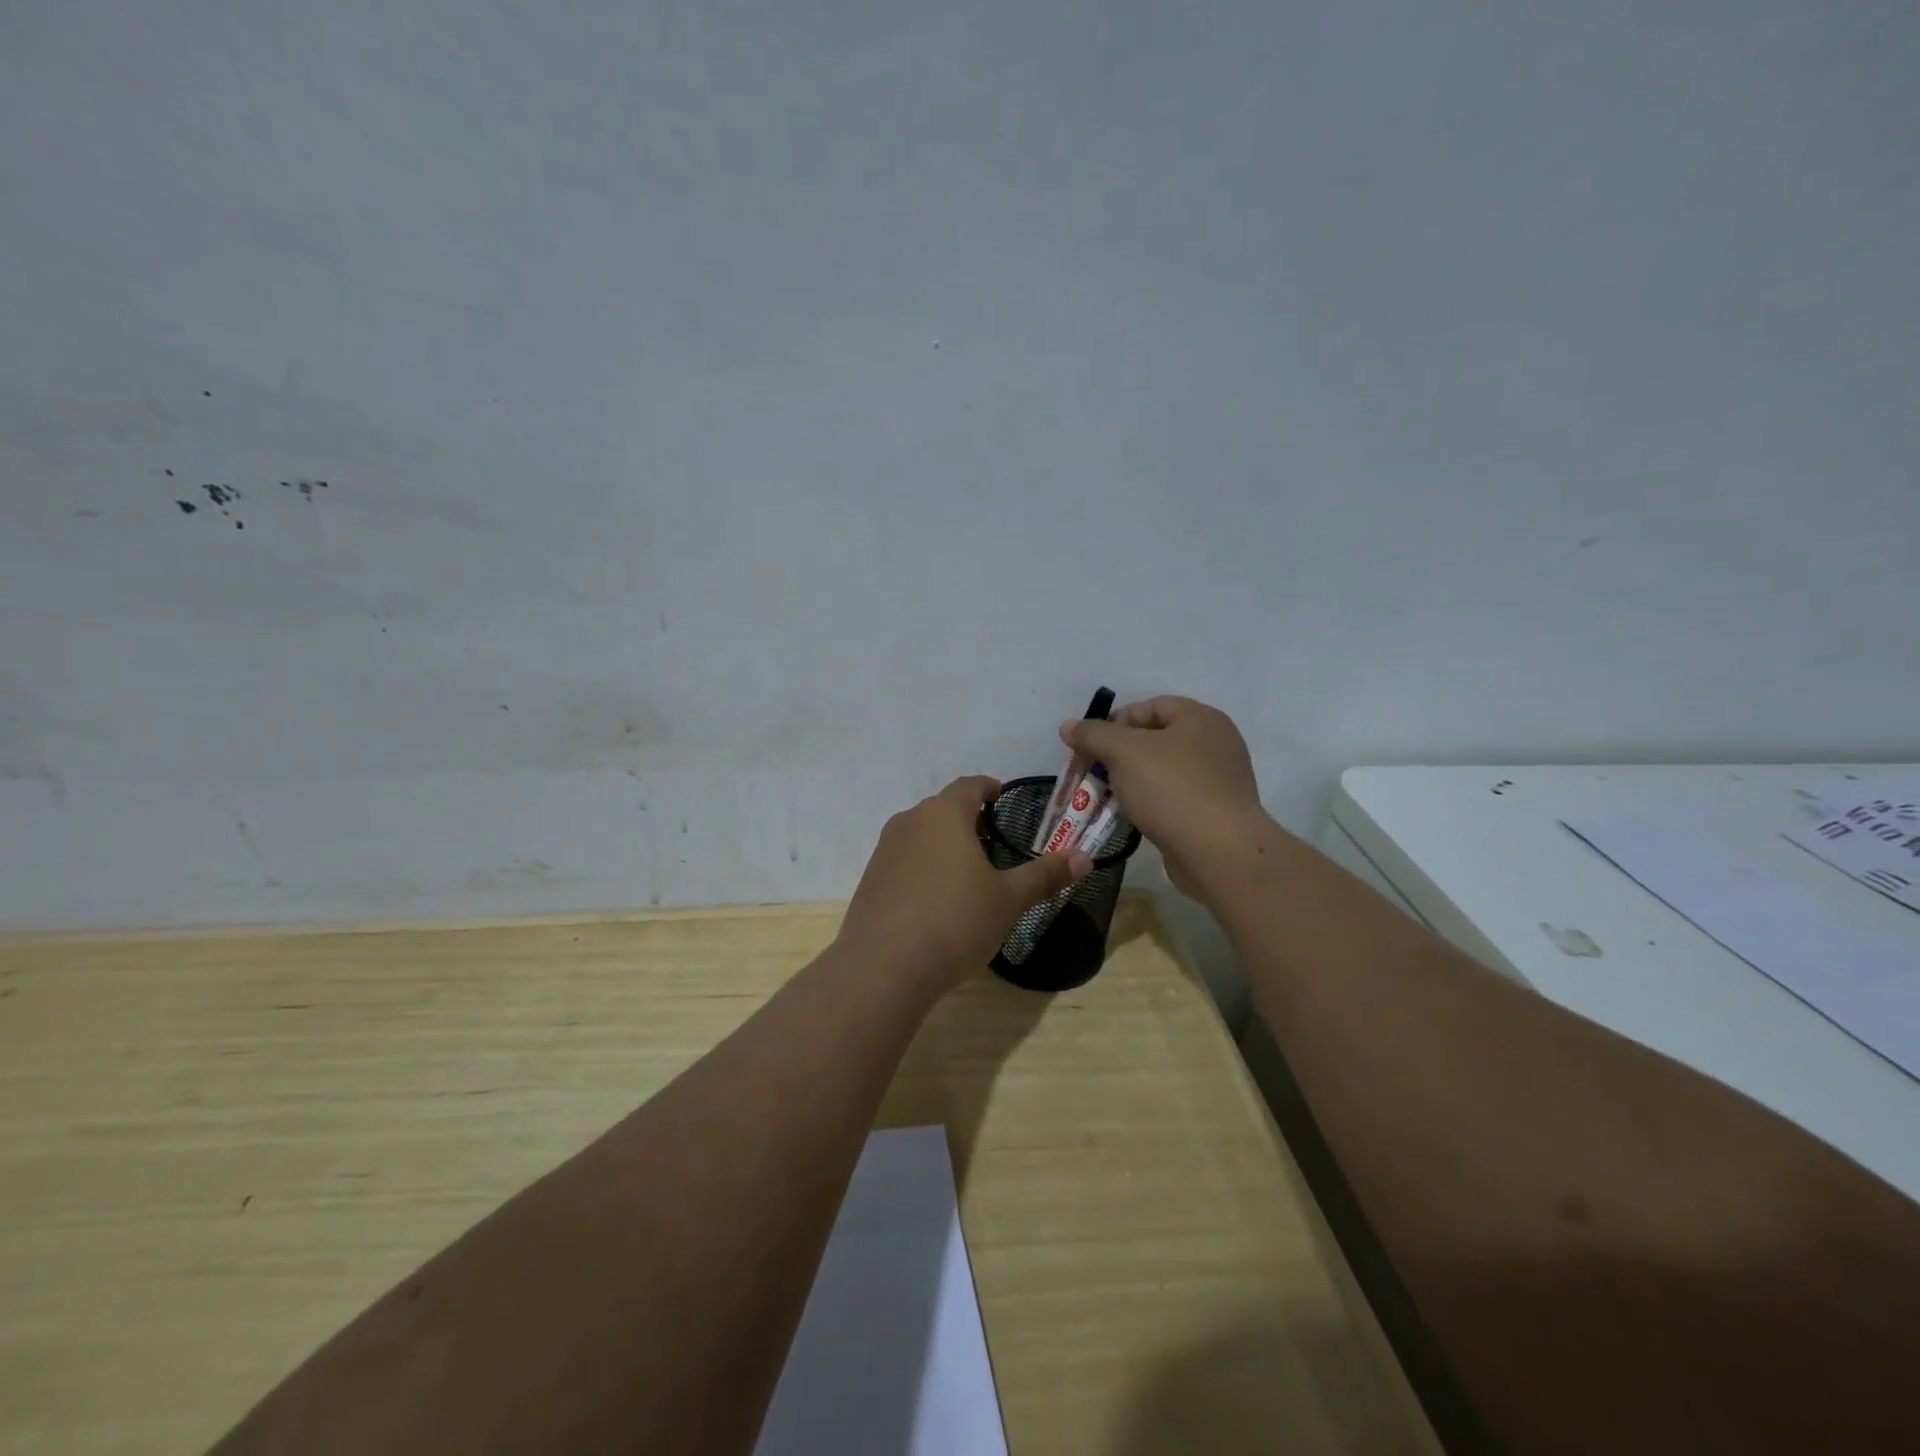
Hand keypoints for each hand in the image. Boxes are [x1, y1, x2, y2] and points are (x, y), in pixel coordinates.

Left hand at [836, 776, 1091, 992]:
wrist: (884, 967)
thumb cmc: (955, 921)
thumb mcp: (1008, 899)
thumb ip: (1045, 874)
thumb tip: (1085, 857)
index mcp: (944, 814)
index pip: (969, 786)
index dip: (988, 788)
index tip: (1001, 796)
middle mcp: (910, 821)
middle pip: (944, 809)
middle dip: (970, 821)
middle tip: (995, 846)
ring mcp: (885, 850)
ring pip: (922, 834)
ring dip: (946, 845)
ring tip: (969, 875)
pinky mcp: (871, 879)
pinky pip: (905, 860)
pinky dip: (924, 868)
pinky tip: (937, 901)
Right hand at [1060, 697, 1263, 898]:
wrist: (1218, 851)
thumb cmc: (1171, 788)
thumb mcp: (1123, 752)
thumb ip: (1093, 734)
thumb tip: (1069, 726)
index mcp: (1201, 718)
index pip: (1151, 706)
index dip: (1117, 721)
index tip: (1091, 745)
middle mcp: (1216, 744)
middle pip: (1157, 739)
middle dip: (1120, 754)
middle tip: (1095, 772)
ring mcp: (1220, 781)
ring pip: (1164, 772)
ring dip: (1133, 782)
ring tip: (1108, 797)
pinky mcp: (1217, 814)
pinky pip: (1175, 799)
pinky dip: (1152, 804)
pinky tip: (1133, 818)